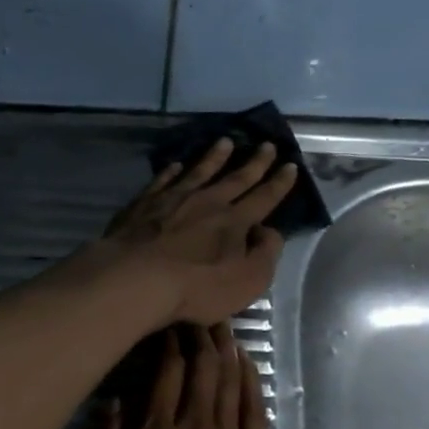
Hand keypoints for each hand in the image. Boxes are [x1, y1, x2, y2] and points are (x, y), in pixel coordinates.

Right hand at [93, 324, 283, 428]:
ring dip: (224, 347)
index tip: (164, 321)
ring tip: (218, 321)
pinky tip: (244, 360)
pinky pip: (255, 409)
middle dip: (197, 333)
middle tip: (193, 311)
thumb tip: (111, 403)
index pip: (163, 375)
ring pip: (229, 380)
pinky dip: (250, 379)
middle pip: (200, 368)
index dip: (166, 342)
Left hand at [98, 140, 297, 325]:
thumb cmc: (197, 287)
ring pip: (199, 172)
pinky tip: (175, 165)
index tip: (290, 165)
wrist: (137, 278)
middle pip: (235, 179)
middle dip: (254, 163)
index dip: (279, 183)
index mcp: (235, 221)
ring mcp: (173, 199)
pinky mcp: (143, 205)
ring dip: (214, 157)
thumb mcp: (248, 280)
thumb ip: (265, 254)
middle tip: (266, 144)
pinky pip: (162, 181)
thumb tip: (269, 231)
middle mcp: (207, 202)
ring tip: (225, 142)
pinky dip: (171, 172)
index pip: (264, 198)